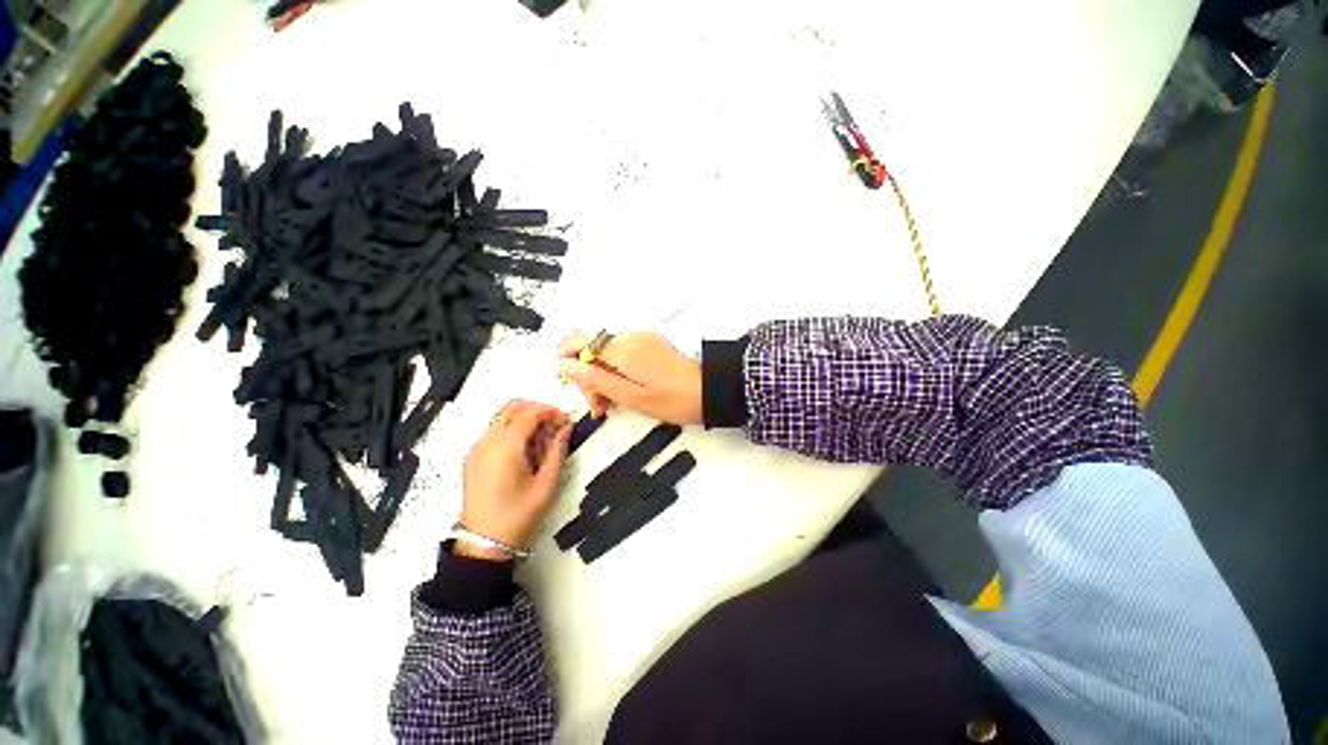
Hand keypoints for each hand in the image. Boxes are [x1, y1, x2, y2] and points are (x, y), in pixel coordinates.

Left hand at [458, 400, 570, 560]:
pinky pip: (495, 432)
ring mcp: (477, 449)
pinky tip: (525, 453)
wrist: (484, 542)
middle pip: (513, 407)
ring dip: (525, 421)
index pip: (530, 412)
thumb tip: (566, 429)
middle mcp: (487, 441)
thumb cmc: (519, 514)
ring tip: (542, 444)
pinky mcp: (473, 458)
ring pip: (503, 418)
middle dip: (537, 411)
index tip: (566, 422)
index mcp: (506, 446)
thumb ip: (558, 450)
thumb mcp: (547, 483)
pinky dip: (512, 432)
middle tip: (554, 428)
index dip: (552, 412)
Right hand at [556, 331, 701, 424]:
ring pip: (606, 352)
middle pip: (591, 347)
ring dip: (601, 375)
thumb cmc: (674, 399)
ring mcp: (642, 339)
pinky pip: (622, 353)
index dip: (566, 359)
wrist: (711, 391)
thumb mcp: (631, 397)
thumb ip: (595, 380)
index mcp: (623, 349)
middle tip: (598, 405)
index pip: (579, 340)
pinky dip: (616, 370)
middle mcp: (630, 337)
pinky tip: (623, 390)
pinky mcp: (650, 344)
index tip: (571, 383)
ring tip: (610, 403)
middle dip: (587, 375)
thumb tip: (563, 365)